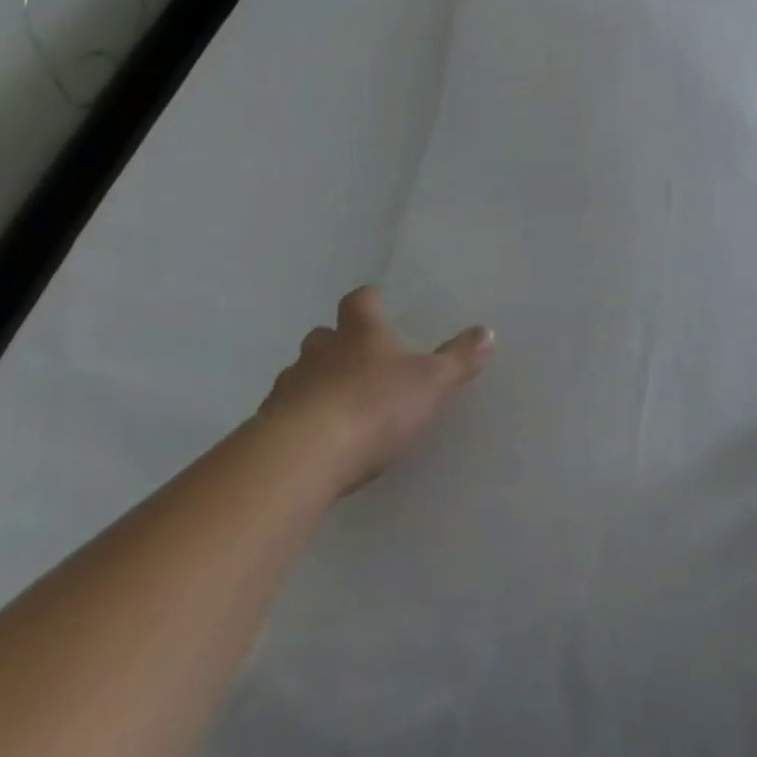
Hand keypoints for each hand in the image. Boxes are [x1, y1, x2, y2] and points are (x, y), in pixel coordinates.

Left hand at [264, 285, 492, 492]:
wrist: (305, 456)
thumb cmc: (375, 406)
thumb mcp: (432, 383)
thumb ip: (459, 359)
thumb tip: (487, 331)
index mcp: (360, 333)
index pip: (360, 301)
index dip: (370, 300)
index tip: (377, 302)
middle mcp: (320, 351)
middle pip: (324, 335)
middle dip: (338, 343)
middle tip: (357, 359)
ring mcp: (289, 387)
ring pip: (301, 373)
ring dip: (315, 382)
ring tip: (336, 404)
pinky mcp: (269, 426)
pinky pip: (285, 413)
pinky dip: (299, 419)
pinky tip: (315, 441)